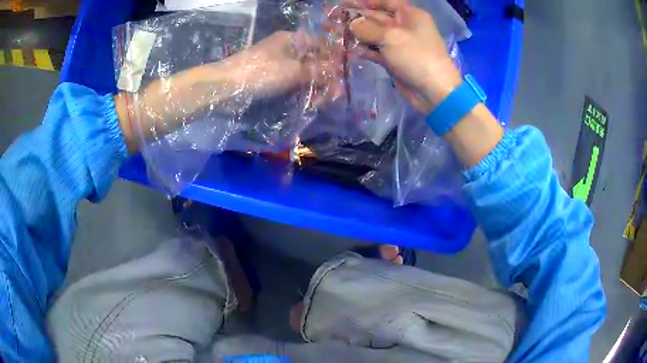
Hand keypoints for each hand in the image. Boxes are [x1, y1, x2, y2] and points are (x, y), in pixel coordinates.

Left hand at [116, 31, 342, 151]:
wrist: (221, 88)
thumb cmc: (256, 75)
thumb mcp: (291, 71)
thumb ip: (317, 71)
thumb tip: (338, 74)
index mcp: (292, 40)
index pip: (322, 45)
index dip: (334, 60)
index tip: (343, 78)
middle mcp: (284, 48)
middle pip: (312, 60)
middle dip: (324, 77)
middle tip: (331, 97)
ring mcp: (274, 63)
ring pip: (301, 73)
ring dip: (312, 87)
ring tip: (319, 103)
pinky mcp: (265, 78)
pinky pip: (288, 83)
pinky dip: (297, 92)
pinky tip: (303, 103)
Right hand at [344, 0, 461, 113]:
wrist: (433, 91)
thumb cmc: (416, 56)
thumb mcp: (391, 37)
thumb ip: (368, 28)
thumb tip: (351, 24)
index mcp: (410, 15)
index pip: (386, 2)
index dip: (367, 2)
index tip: (346, 3)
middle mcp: (405, 27)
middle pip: (377, 18)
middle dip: (356, 18)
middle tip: (332, 19)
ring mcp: (399, 45)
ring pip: (374, 35)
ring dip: (356, 35)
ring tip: (333, 33)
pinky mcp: (394, 60)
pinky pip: (376, 51)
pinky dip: (364, 50)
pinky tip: (347, 48)